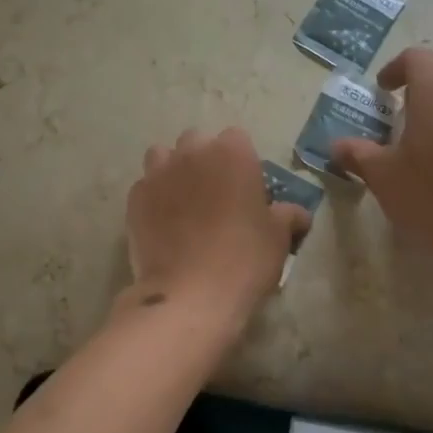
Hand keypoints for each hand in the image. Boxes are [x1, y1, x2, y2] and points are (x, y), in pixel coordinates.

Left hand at [123, 128, 310, 328]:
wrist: (190, 294)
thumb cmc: (244, 259)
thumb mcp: (279, 237)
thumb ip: (287, 215)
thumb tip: (296, 213)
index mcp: (232, 153)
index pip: (237, 138)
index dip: (241, 161)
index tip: (245, 187)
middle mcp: (192, 153)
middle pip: (196, 141)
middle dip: (204, 159)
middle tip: (215, 194)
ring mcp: (158, 173)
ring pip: (163, 157)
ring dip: (173, 170)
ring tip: (183, 201)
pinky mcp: (135, 198)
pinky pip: (145, 186)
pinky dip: (154, 197)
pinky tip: (162, 222)